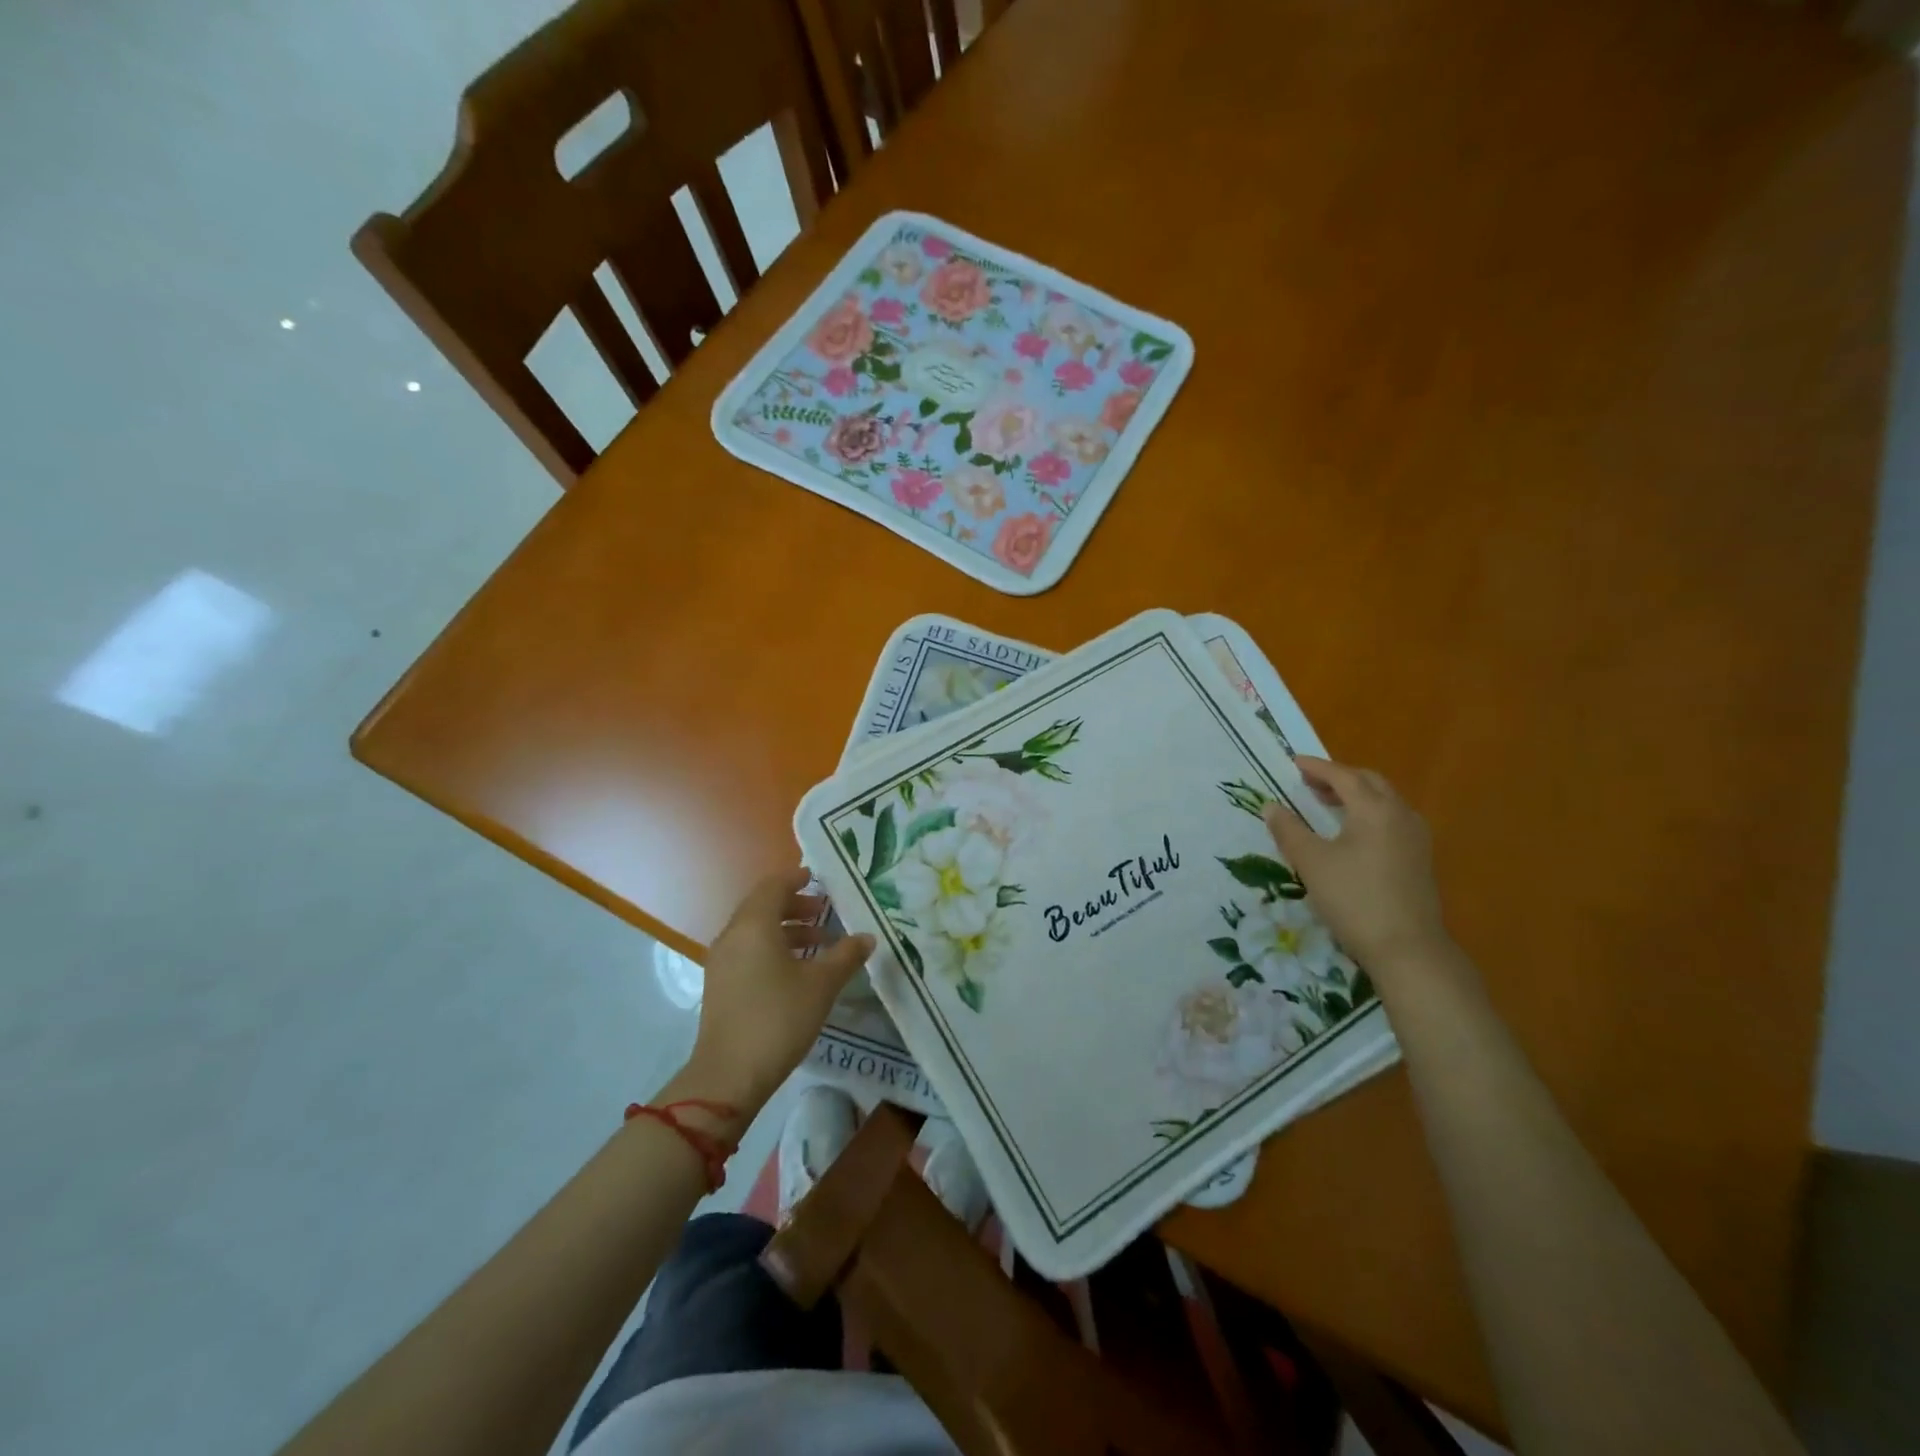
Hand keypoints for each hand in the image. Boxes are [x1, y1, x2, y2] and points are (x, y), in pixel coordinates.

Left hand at [684, 868, 874, 1113]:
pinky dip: (772, 948)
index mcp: (754, 925)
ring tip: (818, 942)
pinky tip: (796, 970)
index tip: (819, 880)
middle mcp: (733, 935)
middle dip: (794, 905)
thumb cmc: (779, 1018)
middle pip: (763, 906)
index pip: (774, 886)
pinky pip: (748, 951)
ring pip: (755, 930)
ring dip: (786, 929)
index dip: (797, 879)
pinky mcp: (720, 985)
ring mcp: (722, 961)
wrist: (729, 1075)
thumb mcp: (821, 985)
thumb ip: (846, 955)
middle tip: (824, 911)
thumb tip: (866, 937)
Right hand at [1263, 758, 1456, 981]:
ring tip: (1327, 804)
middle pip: (1369, 782)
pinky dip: (1369, 813)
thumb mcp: (1311, 862)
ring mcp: (1415, 837)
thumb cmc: (1353, 899)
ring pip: (1385, 801)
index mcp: (1375, 809)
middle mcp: (1400, 815)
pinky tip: (1353, 832)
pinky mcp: (1419, 858)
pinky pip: (1392, 820)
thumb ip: (1288, 830)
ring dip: (1356, 795)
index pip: (1343, 776)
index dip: (1317, 767)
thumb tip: (1271, 806)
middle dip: (1339, 777)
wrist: (1407, 948)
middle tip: (1309, 782)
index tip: (1294, 762)